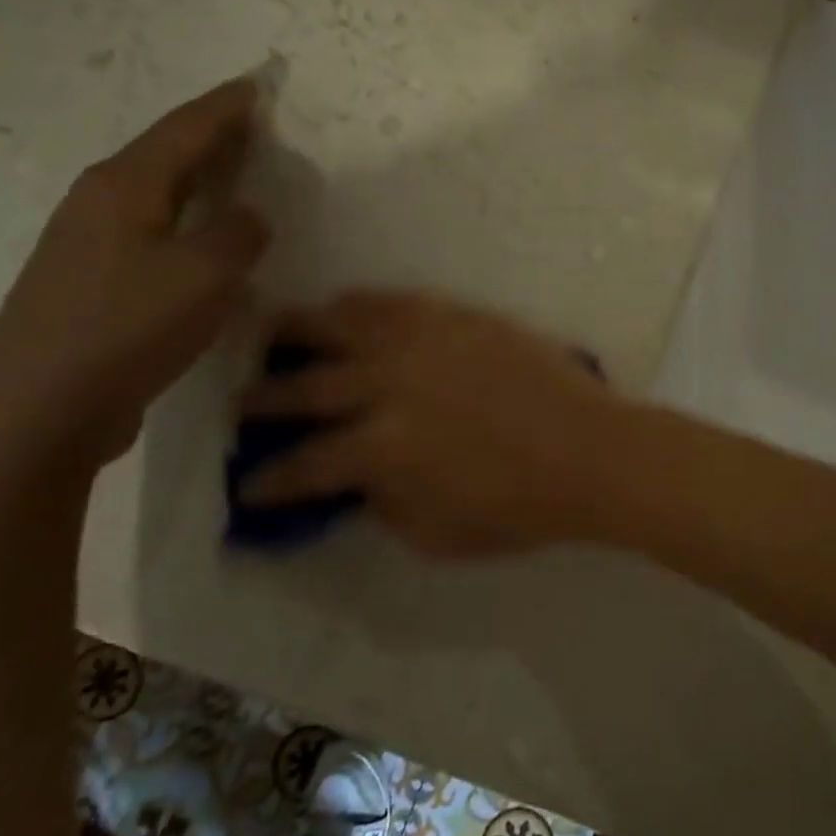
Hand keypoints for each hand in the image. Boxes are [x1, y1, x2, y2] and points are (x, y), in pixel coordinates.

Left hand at [0, 80, 269, 471]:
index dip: (226, 106)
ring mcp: (88, 244)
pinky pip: (153, 230)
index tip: (258, 84)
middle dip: (212, 135)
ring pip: (157, 193)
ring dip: (199, 178)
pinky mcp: (91, 282)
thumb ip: (239, 234)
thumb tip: (248, 216)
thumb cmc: (126, 329)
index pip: (185, 129)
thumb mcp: (206, 275)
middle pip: (165, 153)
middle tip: (255, 124)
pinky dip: (187, 218)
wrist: (36, 412)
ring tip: (238, 174)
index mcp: (124, 187)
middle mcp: (99, 204)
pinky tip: (205, 239)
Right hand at [238, 293, 637, 555]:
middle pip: (305, 388)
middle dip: (264, 401)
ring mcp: (424, 342)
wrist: (590, 451)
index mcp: (380, 449)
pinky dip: (362, 305)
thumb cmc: (519, 506)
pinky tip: (345, 306)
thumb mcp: (436, 533)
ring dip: (298, 332)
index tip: (247, 485)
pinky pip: (396, 301)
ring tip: (273, 334)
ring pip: (341, 326)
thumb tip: (356, 479)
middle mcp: (387, 385)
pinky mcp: (458, 316)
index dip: (268, 480)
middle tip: (244, 406)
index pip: (303, 466)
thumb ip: (383, 503)